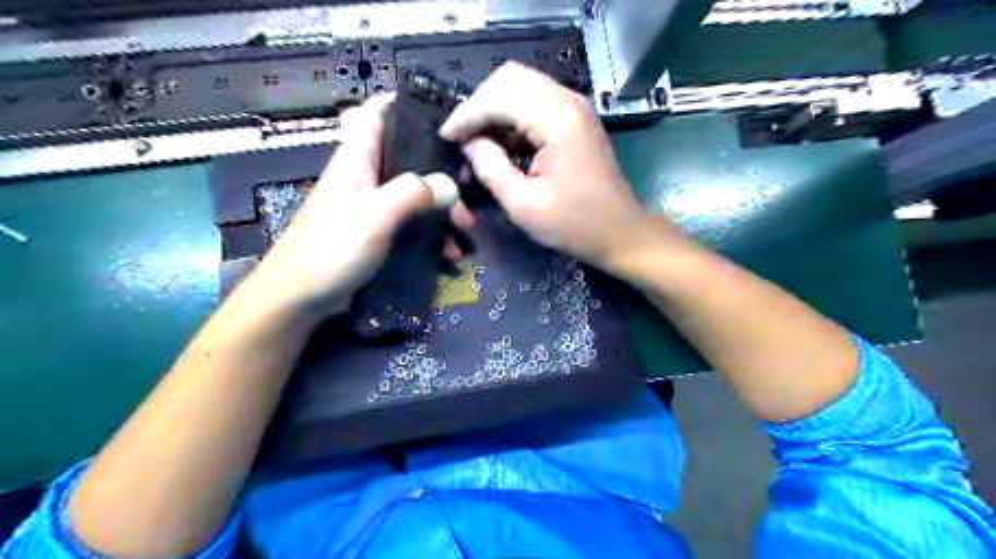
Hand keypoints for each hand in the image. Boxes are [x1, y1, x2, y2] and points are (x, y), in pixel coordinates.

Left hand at [251, 94, 471, 313]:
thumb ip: (413, 193)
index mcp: (358, 159)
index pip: (377, 113)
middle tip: (469, 186)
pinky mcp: (378, 233)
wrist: (301, 297)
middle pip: (409, 158)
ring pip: (415, 194)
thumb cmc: (332, 248)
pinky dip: (431, 233)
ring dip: (442, 208)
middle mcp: (366, 177)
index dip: (406, 106)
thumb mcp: (375, 215)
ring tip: (465, 229)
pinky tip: (448, 254)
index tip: (444, 117)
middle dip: (441, 170)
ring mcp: (372, 207)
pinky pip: (411, 224)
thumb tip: (451, 185)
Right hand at [440, 61, 658, 269]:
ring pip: (522, 87)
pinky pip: (536, 103)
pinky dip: (513, 117)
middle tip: (462, 137)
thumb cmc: (573, 224)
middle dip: (479, 104)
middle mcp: (568, 101)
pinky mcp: (576, 119)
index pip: (499, 98)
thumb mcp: (523, 204)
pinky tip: (502, 144)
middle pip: (510, 78)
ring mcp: (575, 107)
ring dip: (495, 109)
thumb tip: (469, 142)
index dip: (467, 115)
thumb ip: (490, 168)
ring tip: (478, 143)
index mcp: (556, 120)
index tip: (445, 137)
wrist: (620, 232)